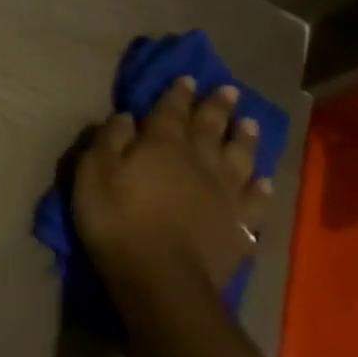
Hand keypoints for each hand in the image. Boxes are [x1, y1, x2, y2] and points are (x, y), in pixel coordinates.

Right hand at [71, 77, 271, 305]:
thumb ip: (110, 139)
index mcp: (162, 144)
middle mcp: (200, 162)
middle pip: (211, 128)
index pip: (171, 110)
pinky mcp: (238, 227)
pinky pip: (254, 202)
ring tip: (250, 123)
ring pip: (240, 158)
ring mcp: (225, 195)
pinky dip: (260, 188)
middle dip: (217, 107)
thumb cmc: (117, 218)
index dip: (178, 93)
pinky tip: (263, 181)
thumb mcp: (94, 171)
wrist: (161, 279)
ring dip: (245, 139)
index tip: (187, 77)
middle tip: (228, 90)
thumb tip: (127, 116)